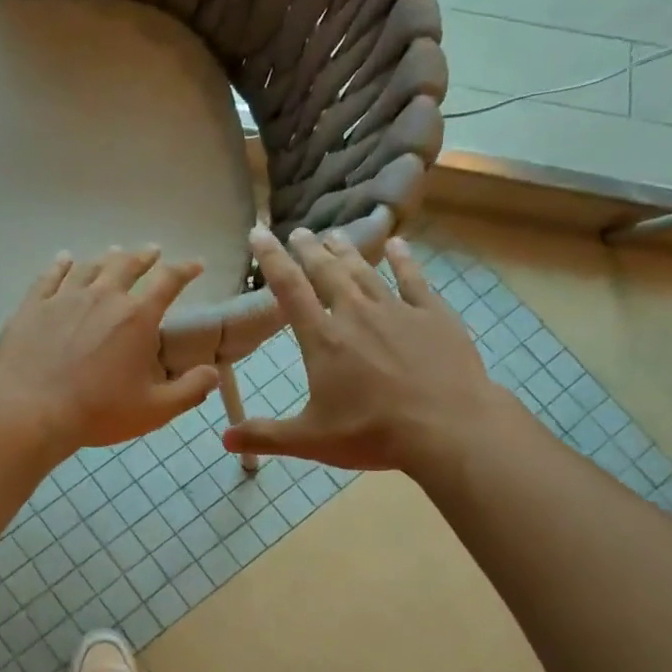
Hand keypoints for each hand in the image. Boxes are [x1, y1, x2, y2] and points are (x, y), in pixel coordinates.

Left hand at [0, 246, 220, 452]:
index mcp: (137, 318)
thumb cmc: (98, 411)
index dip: (185, 270)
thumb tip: (213, 371)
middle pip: (127, 264)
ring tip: (115, 253)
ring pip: (90, 266)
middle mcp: (104, 297)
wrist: (31, 410)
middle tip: (153, 251)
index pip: (169, 282)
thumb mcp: (155, 410)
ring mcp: (65, 297)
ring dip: (107, 258)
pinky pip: (50, 276)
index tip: (196, 264)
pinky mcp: (34, 305)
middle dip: (144, 256)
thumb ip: (189, 390)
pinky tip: (64, 259)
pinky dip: (61, 264)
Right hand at [223, 227, 511, 472]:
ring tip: (334, 234)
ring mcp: (398, 311)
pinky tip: (398, 244)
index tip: (259, 233)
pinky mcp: (434, 316)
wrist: (448, 429)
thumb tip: (224, 438)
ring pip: (365, 271)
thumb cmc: (373, 434)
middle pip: (327, 272)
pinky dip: (403, 260)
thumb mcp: (310, 440)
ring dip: (347, 251)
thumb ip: (265, 436)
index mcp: (323, 339)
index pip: (289, 289)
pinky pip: (414, 280)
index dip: (271, 258)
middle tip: (298, 231)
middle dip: (309, 250)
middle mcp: (356, 314)